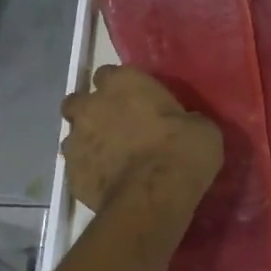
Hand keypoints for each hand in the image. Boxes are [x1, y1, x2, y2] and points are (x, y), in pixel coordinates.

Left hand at [60, 65, 222, 214]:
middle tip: (114, 128)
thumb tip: (183, 126)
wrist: (153, 196)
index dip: (120, 88)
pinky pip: (77, 168)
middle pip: (78, 101)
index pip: (109, 74)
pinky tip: (108, 184)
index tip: (134, 102)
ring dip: (88, 144)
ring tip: (111, 161)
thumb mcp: (200, 127)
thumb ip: (182, 119)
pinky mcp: (70, 174)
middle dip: (91, 111)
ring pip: (73, 136)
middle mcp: (91, 105)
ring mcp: (75, 140)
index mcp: (122, 83)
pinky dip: (89, 173)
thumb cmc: (182, 151)